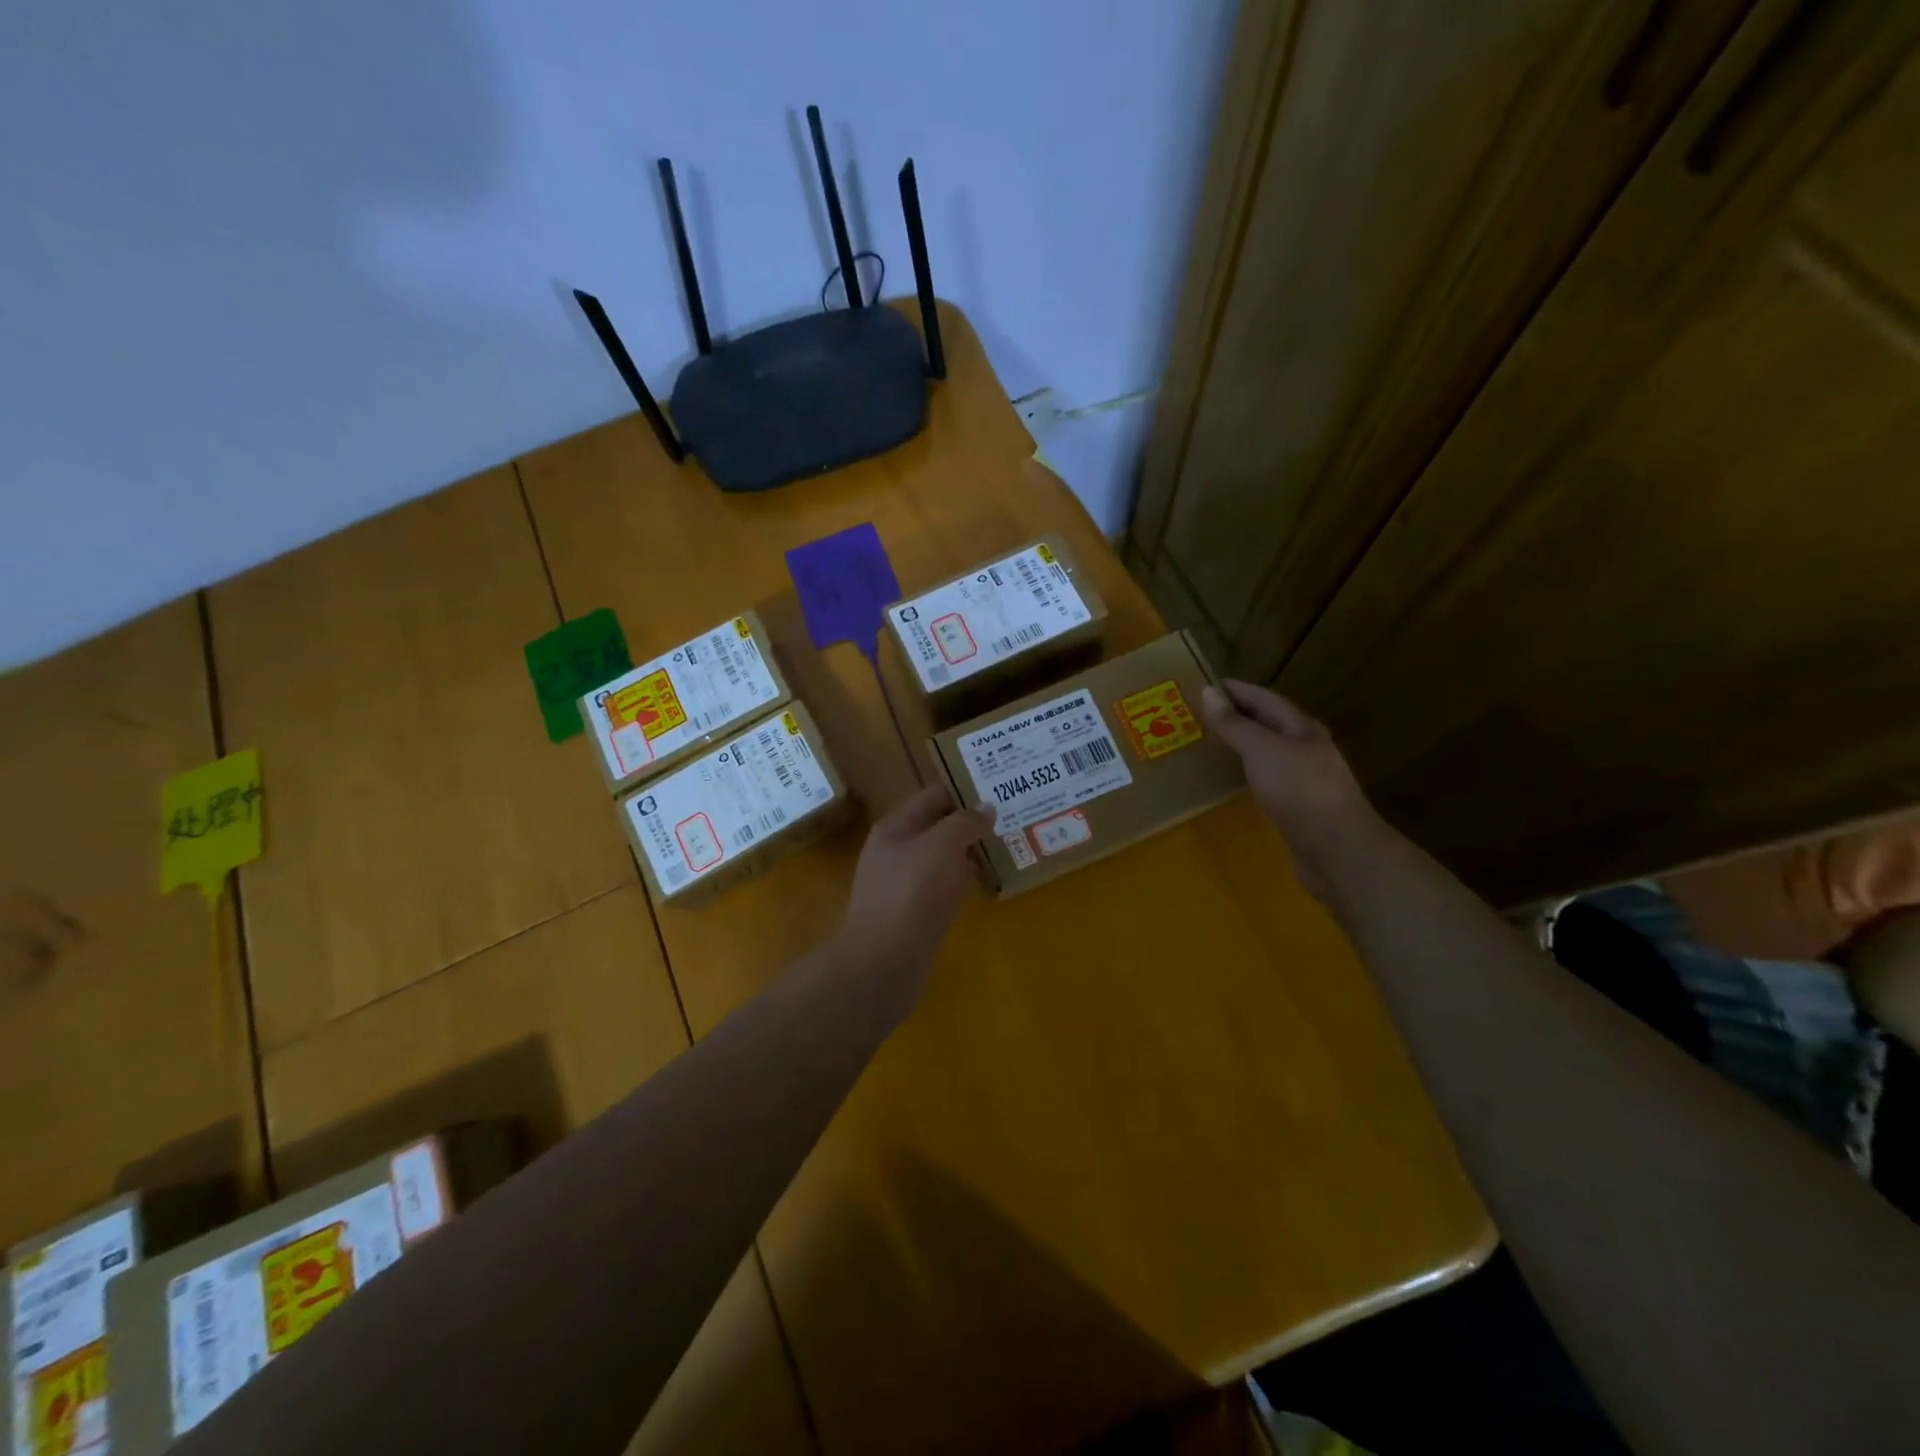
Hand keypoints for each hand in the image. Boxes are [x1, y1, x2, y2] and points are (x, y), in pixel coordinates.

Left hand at [838, 785, 994, 1018]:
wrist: (884, 960)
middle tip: (1010, 818)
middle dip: (970, 823)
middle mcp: (896, 852)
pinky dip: (963, 882)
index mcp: (896, 827)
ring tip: (1006, 846)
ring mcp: (903, 885)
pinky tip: (985, 883)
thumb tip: (986, 808)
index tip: (998, 788)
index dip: (964, 790)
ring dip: (969, 853)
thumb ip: (965, 822)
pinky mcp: (914, 914)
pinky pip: (943, 887)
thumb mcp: (941, 846)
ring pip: (942, 859)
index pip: (933, 796)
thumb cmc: (912, 893)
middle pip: (937, 827)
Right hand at [1201, 680, 1384, 901]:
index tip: (1206, 684)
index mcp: (1301, 728)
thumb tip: (1208, 691)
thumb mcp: (1262, 750)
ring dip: (1244, 743)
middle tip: (1203, 712)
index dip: (1237, 690)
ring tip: (1213, 741)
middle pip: (1270, 723)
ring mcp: (1305, 779)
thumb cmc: (1299, 790)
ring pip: (1270, 751)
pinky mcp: (1299, 806)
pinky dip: (1249, 771)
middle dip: (1240, 714)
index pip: (1266, 698)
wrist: (1337, 849)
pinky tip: (1235, 779)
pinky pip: (1269, 778)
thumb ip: (1235, 724)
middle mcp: (1307, 748)